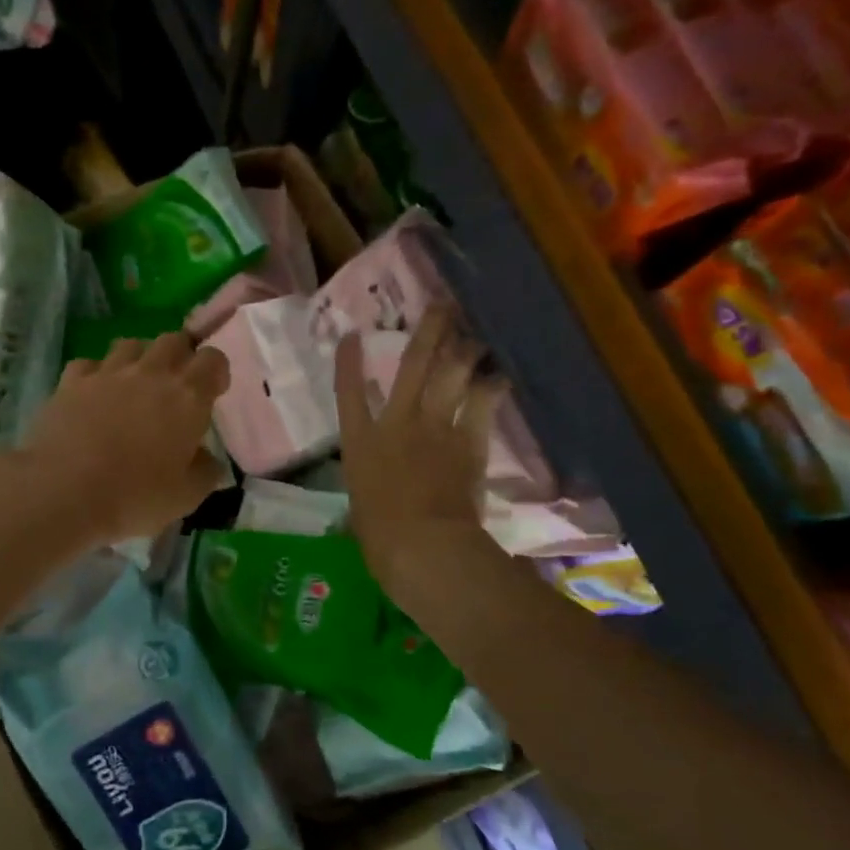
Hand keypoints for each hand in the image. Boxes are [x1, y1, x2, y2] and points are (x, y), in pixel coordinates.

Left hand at [22, 331, 231, 546]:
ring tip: (135, 385)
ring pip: (131, 344)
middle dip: (179, 356)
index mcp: (188, 397)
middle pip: (172, 340)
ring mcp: (108, 372)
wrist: (64, 491)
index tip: (212, 393)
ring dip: (139, 359)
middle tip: (175, 385)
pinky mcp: (71, 381)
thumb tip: (208, 460)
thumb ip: (205, 472)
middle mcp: (151, 373)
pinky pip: (89, 364)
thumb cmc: (135, 496)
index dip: (215, 372)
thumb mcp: (186, 497)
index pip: (213, 360)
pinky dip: (96, 374)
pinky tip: (93, 394)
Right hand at [336, 306, 502, 604]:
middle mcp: (396, 423)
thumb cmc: (380, 536)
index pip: (348, 395)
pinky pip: (482, 404)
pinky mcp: (468, 440)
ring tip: (475, 330)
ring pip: (451, 376)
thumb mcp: (362, 510)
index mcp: (360, 443)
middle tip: (442, 305)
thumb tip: (368, 504)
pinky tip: (502, 374)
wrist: (423, 544)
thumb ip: (369, 492)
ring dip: (464, 350)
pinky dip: (493, 387)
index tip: (350, 336)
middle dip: (428, 333)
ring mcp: (434, 427)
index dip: (349, 364)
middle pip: (412, 367)